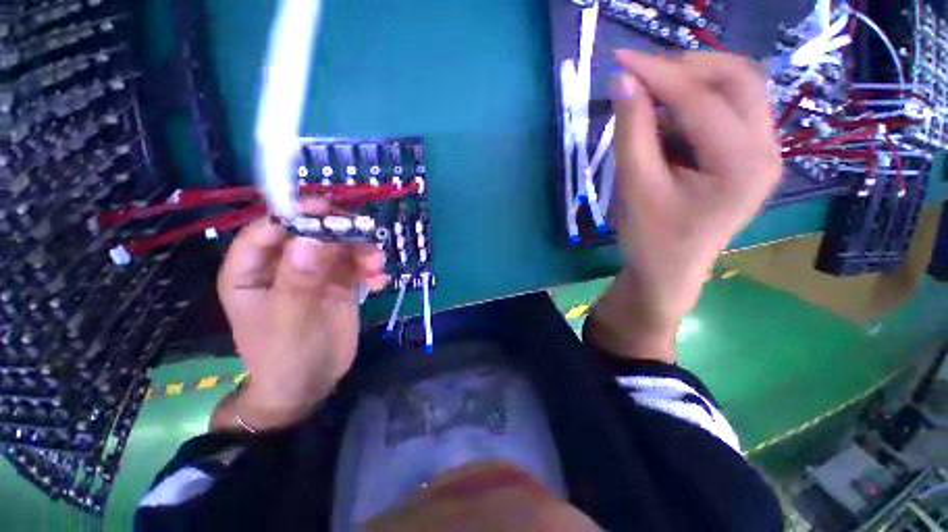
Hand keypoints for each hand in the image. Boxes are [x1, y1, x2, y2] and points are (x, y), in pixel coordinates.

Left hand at [214, 200, 387, 430]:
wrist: (311, 385)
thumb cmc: (285, 358)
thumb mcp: (288, 322)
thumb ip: (298, 282)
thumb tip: (311, 239)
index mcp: (252, 271)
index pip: (267, 230)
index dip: (295, 215)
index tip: (327, 209)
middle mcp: (284, 266)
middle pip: (311, 233)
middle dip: (340, 233)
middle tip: (366, 235)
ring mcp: (315, 273)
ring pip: (340, 248)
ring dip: (362, 251)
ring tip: (377, 266)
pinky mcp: (339, 284)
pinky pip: (357, 267)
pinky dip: (371, 269)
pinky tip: (381, 281)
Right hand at [589, 51, 781, 362]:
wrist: (670, 271)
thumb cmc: (651, 239)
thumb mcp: (635, 187)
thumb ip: (632, 132)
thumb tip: (624, 82)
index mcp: (742, 165)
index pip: (702, 99)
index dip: (658, 74)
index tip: (620, 60)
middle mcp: (767, 150)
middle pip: (738, 79)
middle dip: (686, 68)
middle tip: (641, 77)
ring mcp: (763, 151)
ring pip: (737, 89)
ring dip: (692, 84)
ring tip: (650, 100)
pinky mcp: (749, 156)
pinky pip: (728, 110)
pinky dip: (694, 104)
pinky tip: (666, 121)